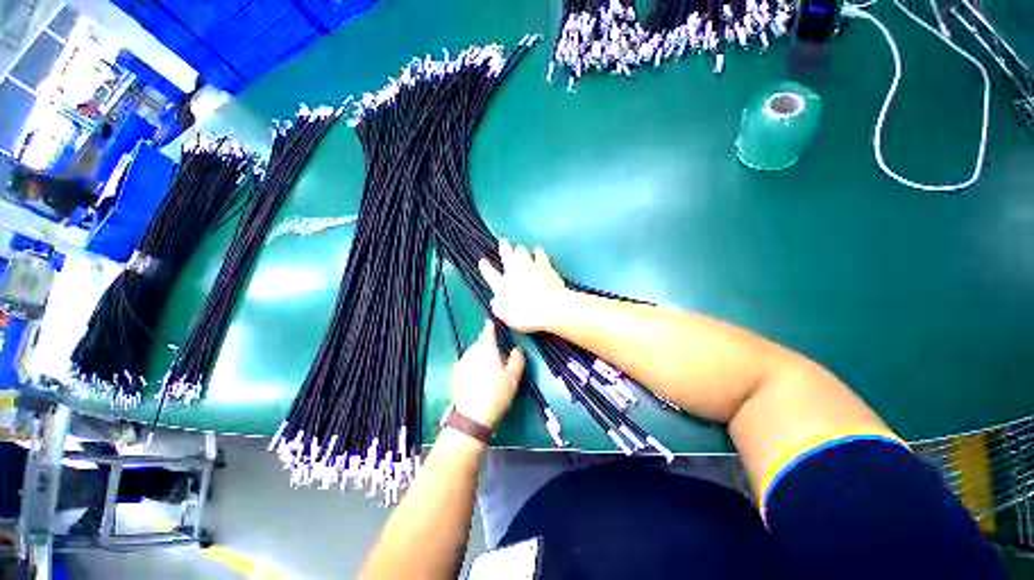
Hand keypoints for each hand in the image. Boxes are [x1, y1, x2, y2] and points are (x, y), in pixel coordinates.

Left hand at [450, 320, 524, 429]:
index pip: (488, 330)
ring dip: (482, 358)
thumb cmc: (496, 393)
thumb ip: (516, 359)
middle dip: (490, 348)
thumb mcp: (513, 376)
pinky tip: (480, 381)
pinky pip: (468, 365)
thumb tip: (516, 349)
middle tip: (501, 361)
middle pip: (481, 344)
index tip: (492, 322)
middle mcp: (471, 351)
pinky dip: (474, 368)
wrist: (471, 418)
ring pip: (474, 355)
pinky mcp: (455, 375)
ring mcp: (461, 363)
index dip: (491, 326)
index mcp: (485, 348)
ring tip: (491, 374)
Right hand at [478, 239, 570, 332]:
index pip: (490, 274)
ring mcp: (529, 267)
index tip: (482, 261)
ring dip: (520, 250)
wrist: (551, 307)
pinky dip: (538, 252)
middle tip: (503, 241)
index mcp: (502, 286)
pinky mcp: (544, 266)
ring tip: (519, 247)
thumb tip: (494, 302)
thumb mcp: (509, 319)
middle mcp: (514, 273)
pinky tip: (538, 251)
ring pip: (522, 253)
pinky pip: (539, 255)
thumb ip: (500, 309)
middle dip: (504, 247)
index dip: (485, 267)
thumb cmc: (528, 317)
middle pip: (506, 256)